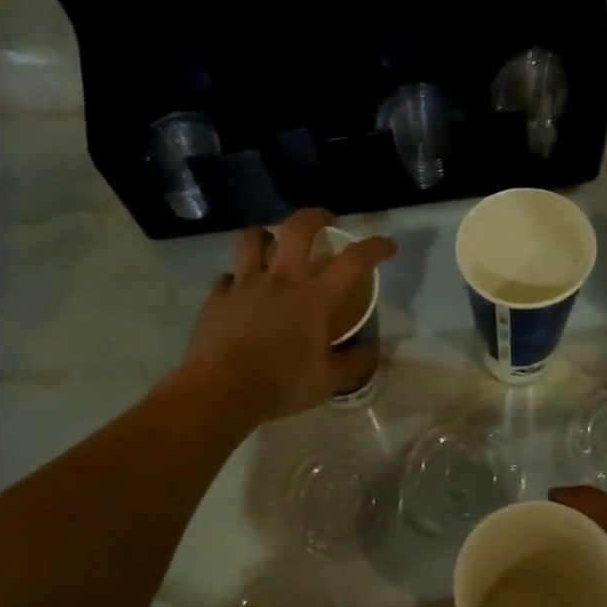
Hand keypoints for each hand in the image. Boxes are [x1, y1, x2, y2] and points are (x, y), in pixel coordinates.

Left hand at [184, 209, 396, 421]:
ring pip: (253, 239)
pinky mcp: (218, 297)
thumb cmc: (282, 384)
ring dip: (266, 235)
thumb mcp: (330, 380)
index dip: (375, 247)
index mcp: (315, 297)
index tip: (387, 246)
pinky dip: (237, 278)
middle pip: (298, 228)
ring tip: (272, 244)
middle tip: (325, 222)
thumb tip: (371, 348)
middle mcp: (281, 280)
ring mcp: (245, 284)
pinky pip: (228, 275)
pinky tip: (241, 291)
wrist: (222, 390)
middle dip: (316, 217)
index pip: (353, 260)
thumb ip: (355, 361)